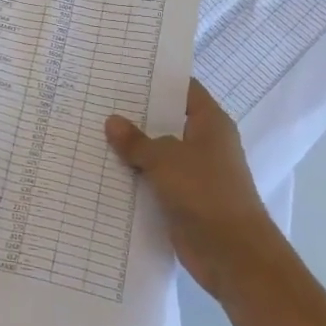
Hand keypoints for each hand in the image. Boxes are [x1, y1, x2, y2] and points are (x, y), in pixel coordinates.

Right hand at [105, 80, 272, 300]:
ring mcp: (194, 173)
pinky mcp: (183, 199)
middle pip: (166, 120)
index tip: (123, 71)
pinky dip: (134, 176)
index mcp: (210, 123)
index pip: (183, 89)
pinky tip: (104, 168)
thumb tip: (112, 122)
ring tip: (92, 130)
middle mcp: (204, 144)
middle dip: (136, 114)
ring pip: (157, 152)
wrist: (232, 255)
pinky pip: (154, 180)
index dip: (156, 79)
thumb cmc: (205, 192)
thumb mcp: (164, 158)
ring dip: (132, 148)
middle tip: (98, 99)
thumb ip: (136, 141)